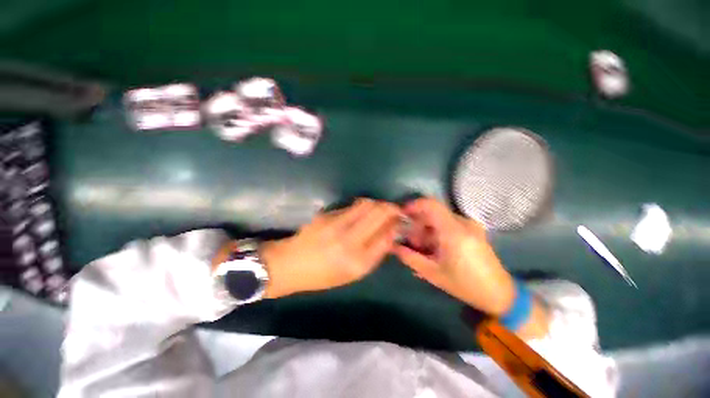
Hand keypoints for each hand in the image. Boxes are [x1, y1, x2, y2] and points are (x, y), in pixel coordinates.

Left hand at [261, 198, 401, 297]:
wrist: (289, 265)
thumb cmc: (322, 275)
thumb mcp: (352, 274)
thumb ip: (374, 254)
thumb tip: (390, 233)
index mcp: (358, 263)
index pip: (387, 236)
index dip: (396, 225)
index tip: (401, 221)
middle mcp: (349, 242)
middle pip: (379, 213)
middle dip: (391, 208)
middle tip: (394, 209)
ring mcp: (336, 225)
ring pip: (367, 204)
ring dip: (378, 204)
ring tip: (380, 208)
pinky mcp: (327, 215)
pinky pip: (352, 206)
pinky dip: (363, 206)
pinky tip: (362, 212)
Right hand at [393, 198, 515, 314]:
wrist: (499, 294)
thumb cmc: (465, 285)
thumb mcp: (433, 274)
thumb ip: (410, 258)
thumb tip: (394, 247)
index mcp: (454, 232)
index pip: (431, 205)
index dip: (414, 206)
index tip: (403, 215)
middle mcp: (463, 223)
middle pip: (433, 212)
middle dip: (418, 223)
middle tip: (410, 240)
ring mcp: (470, 226)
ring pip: (440, 218)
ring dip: (427, 229)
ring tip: (422, 248)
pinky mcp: (473, 230)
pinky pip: (449, 224)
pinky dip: (437, 232)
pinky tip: (434, 248)